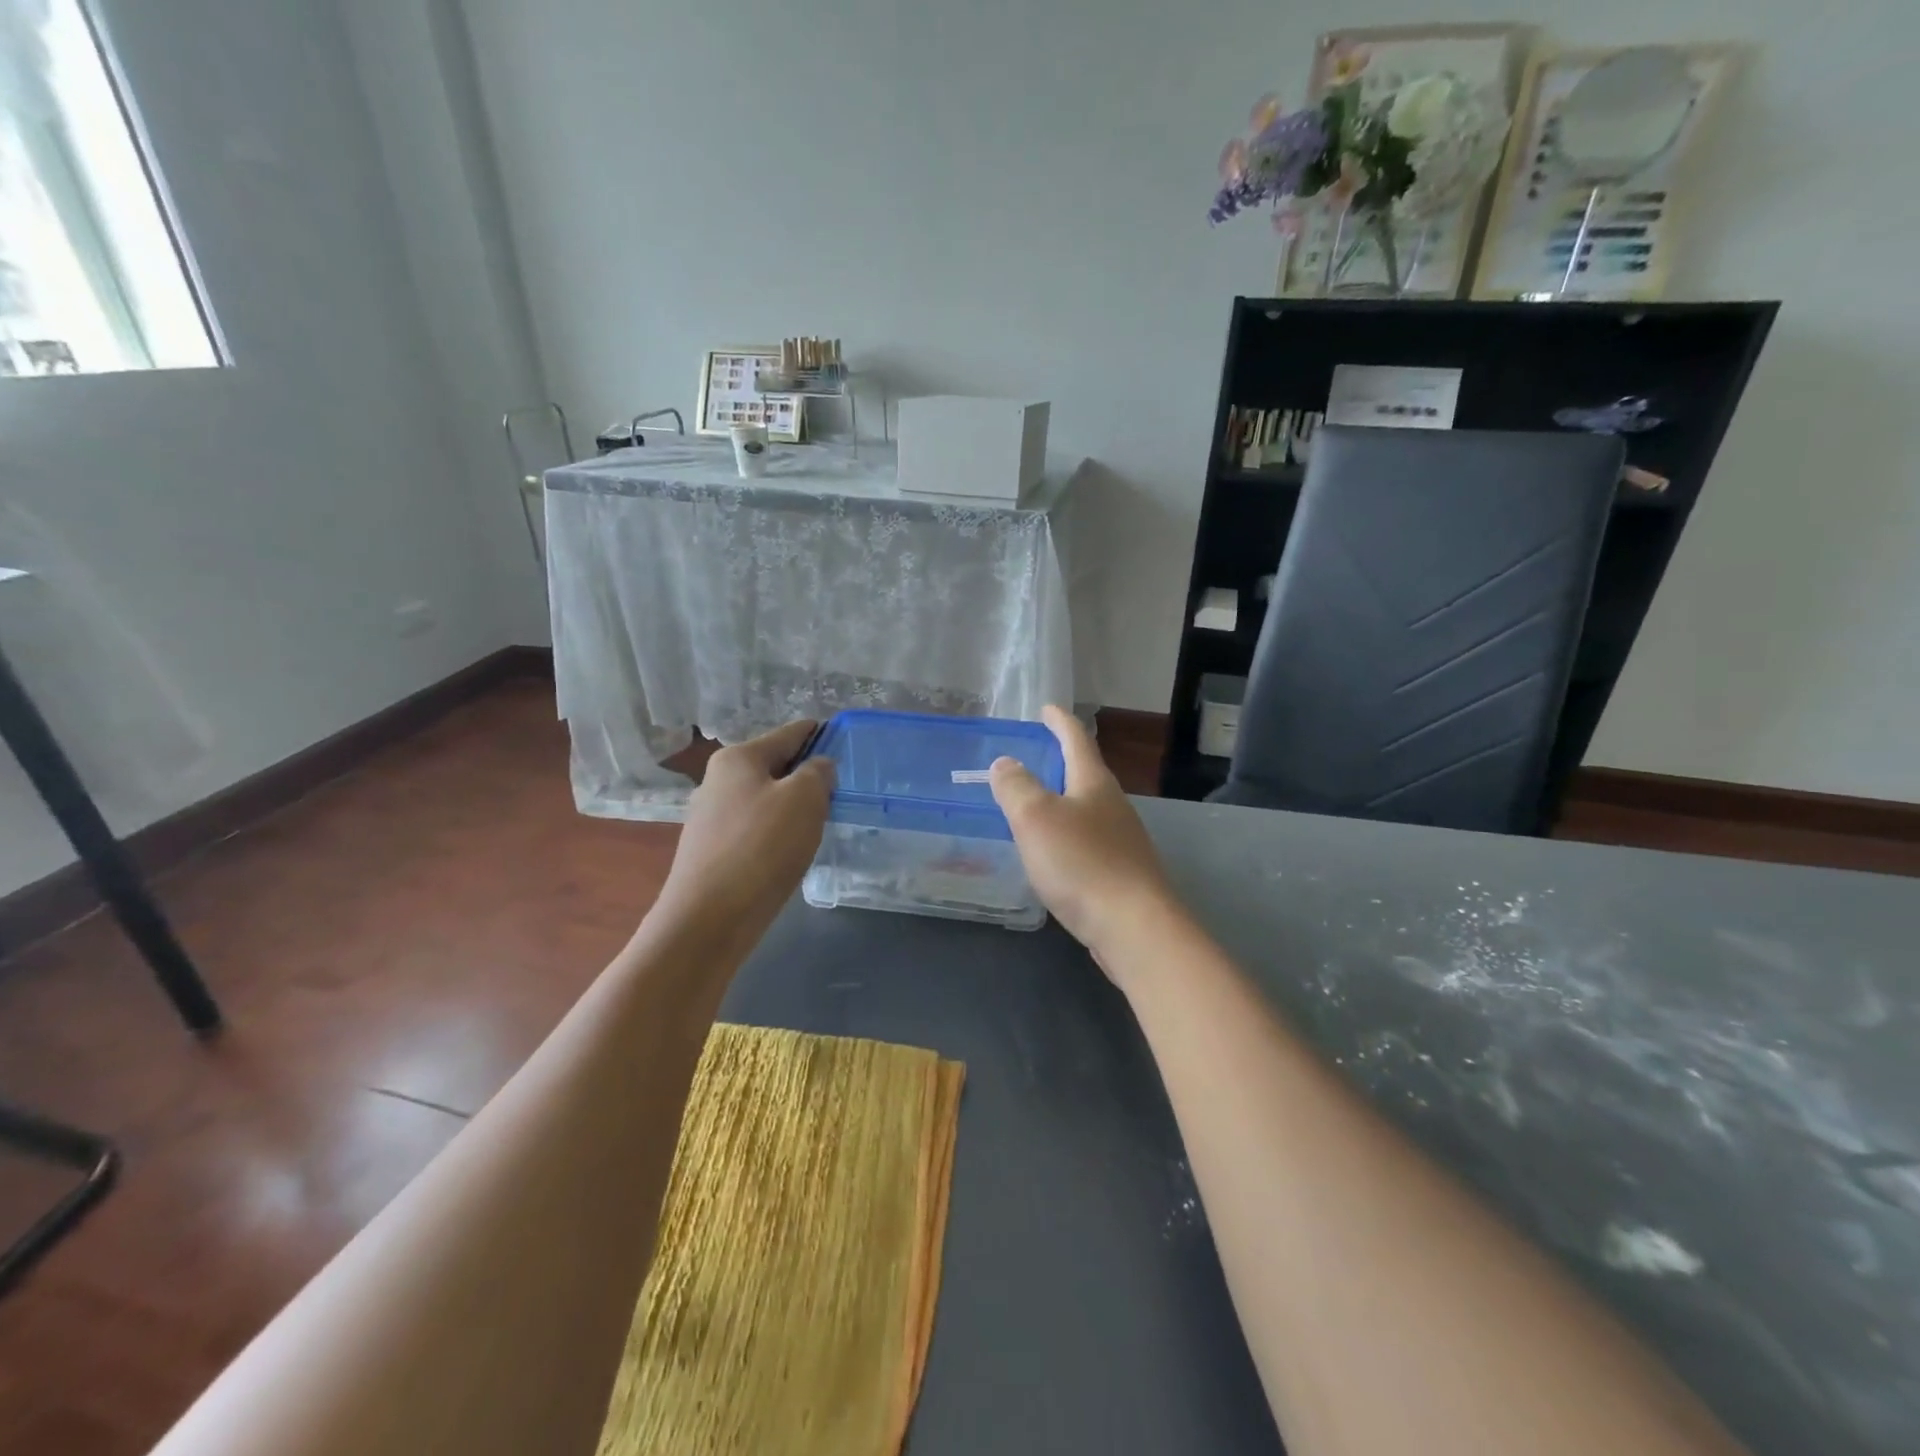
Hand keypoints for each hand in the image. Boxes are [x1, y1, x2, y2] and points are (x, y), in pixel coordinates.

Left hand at [654, 721, 834, 947]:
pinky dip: (776, 833)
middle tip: (840, 791)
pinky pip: (754, 829)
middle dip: (806, 775)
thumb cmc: (761, 848)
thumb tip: (817, 768)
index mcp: (738, 758)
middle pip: (774, 766)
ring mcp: (710, 817)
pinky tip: (790, 851)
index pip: (789, 733)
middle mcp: (717, 780)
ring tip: (820, 823)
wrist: (708, 920)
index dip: (820, 734)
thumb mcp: (804, 799)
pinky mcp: (711, 851)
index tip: (845, 741)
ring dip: (792, 806)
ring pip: (764, 799)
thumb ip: (817, 773)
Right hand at [990, 706, 1179, 975]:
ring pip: (1088, 810)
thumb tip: (1005, 763)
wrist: (1133, 927)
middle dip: (1062, 761)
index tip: (1047, 708)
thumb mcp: (1035, 818)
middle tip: (1036, 756)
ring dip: (1064, 801)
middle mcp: (1113, 805)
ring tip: (1038, 805)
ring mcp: (1122, 841)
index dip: (1059, 721)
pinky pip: (1089, 843)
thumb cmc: (1082, 863)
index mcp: (1093, 783)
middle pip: (1086, 773)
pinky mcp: (1122, 874)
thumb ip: (1016, 786)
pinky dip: (1068, 836)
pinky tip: (1054, 854)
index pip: (1076, 739)